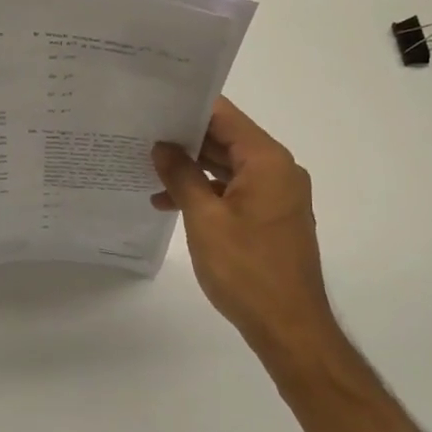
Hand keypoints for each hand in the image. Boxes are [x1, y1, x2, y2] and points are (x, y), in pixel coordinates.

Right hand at [152, 98, 342, 369]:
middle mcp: (278, 170)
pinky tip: (170, 202)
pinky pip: (234, 190)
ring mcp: (277, 195)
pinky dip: (206, 192)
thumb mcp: (204, 219)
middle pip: (226, 139)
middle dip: (185, 139)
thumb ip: (181, 176)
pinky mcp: (271, 217)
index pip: (225, 116)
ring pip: (227, 166)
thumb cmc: (247, 270)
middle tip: (141, 133)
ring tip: (147, 169)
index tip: (154, 104)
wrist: (290, 328)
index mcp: (267, 161)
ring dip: (191, 169)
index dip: (189, 108)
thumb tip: (161, 146)